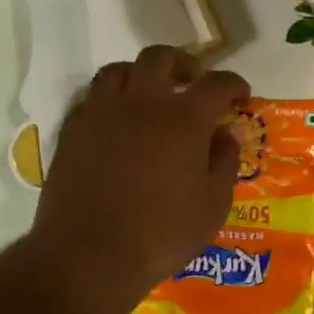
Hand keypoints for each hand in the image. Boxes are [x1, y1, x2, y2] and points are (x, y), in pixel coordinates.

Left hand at [30, 46, 249, 313]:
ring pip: (120, 70)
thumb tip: (227, 132)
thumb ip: (224, 162)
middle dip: (184, 65)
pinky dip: (112, 99)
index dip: (233, 84)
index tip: (241, 95)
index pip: (216, 84)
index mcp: (184, 119)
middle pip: (161, 58)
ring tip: (151, 97)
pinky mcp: (72, 130)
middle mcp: (141, 103)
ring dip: (142, 75)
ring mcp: (101, 113)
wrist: (90, 255)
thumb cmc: (163, 234)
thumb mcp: (213, 206)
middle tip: (194, 84)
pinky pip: (93, 97)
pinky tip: (118, 123)